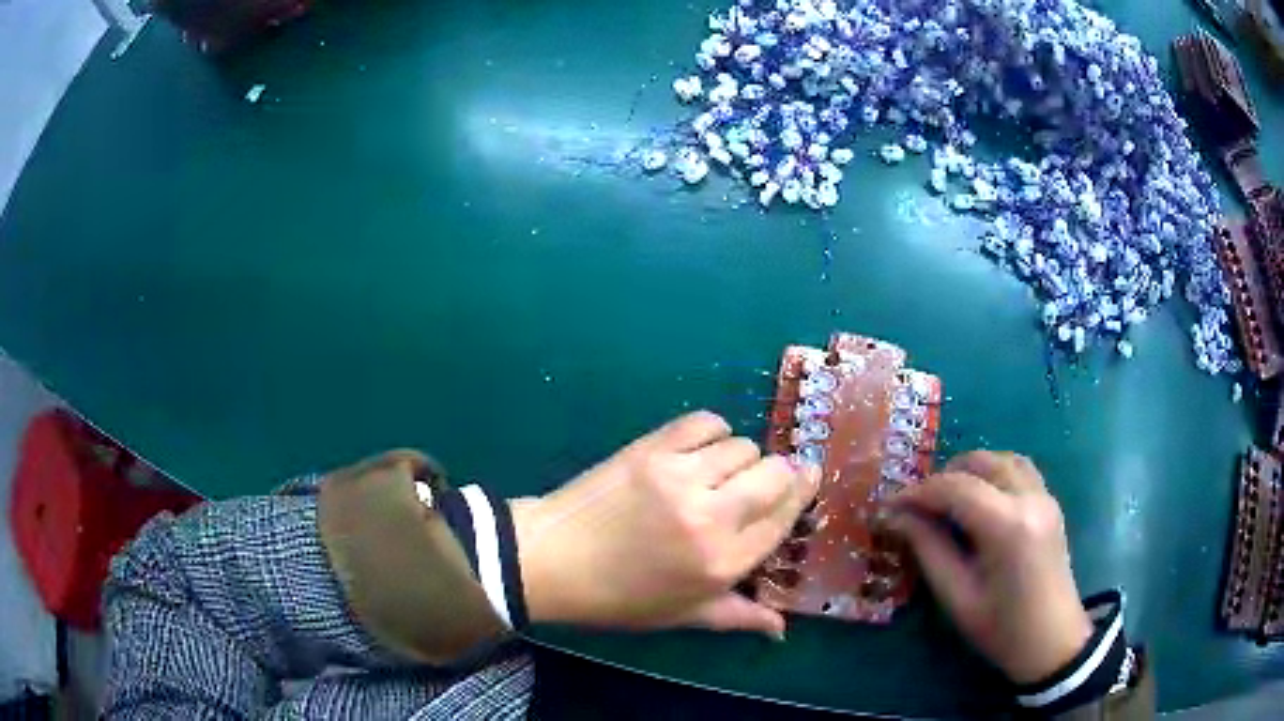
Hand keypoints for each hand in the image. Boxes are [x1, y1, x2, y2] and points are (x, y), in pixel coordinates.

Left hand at [510, 411, 819, 637]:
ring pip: (743, 446)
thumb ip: (739, 617)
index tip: (805, 481)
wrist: (552, 559)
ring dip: (741, 459)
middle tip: (764, 483)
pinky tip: (700, 451)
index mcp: (723, 563)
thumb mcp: (683, 616)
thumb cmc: (620, 597)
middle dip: (780, 475)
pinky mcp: (653, 448)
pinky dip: (713, 432)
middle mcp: (712, 516)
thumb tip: (782, 630)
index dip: (800, 495)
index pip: (784, 517)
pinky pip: (706, 422)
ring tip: (720, 474)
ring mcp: (681, 476)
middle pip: (776, 473)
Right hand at [887, 451, 1091, 683]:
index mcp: (1007, 525)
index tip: (889, 506)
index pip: (955, 487)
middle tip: (917, 506)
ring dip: (970, 470)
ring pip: (1002, 458)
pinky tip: (979, 500)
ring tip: (946, 499)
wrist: (1051, 641)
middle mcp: (1030, 498)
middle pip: (980, 462)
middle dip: (943, 477)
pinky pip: (1019, 469)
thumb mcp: (957, 596)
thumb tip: (895, 518)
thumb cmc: (1001, 629)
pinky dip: (994, 473)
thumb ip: (928, 549)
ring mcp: (1045, 497)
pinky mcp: (1050, 503)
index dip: (918, 492)